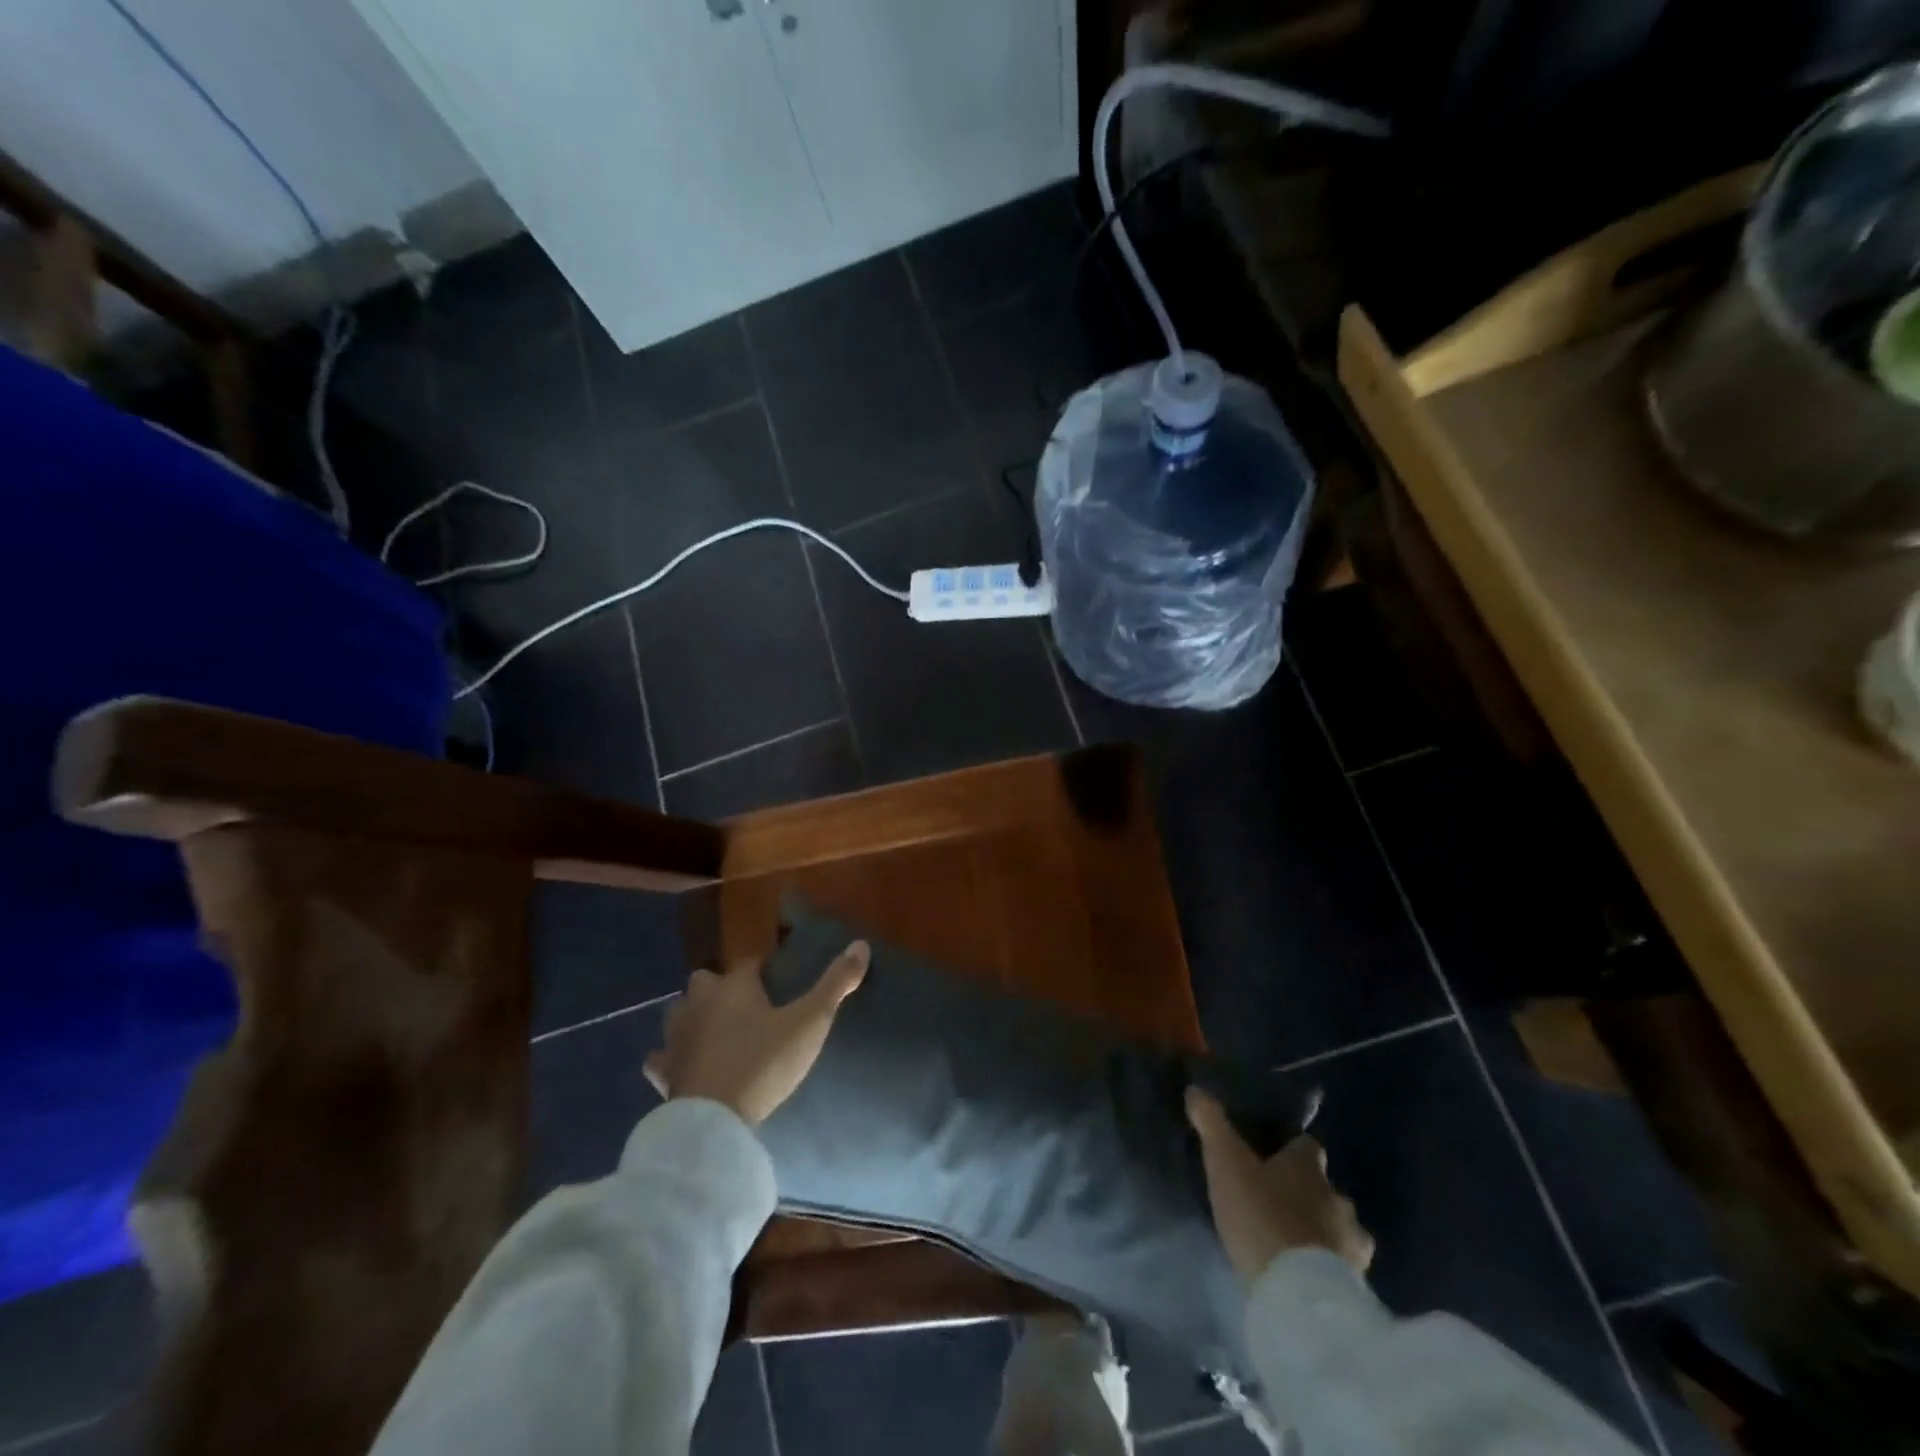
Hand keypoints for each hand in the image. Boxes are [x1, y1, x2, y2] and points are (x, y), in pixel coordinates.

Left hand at [644, 941, 869, 1125]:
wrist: (714, 1120)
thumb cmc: (763, 1063)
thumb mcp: (810, 1022)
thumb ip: (835, 984)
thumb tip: (860, 944)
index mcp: (734, 985)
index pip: (749, 963)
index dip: (764, 970)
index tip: (779, 982)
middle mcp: (700, 1001)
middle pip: (707, 981)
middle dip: (722, 988)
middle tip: (747, 1007)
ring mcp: (676, 1036)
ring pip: (681, 1012)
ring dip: (695, 1016)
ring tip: (717, 1031)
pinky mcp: (664, 1071)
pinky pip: (662, 1056)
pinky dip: (671, 1056)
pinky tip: (681, 1064)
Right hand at [1186, 1087, 1373, 1283]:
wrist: (1299, 1295)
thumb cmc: (1260, 1217)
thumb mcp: (1225, 1164)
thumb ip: (1212, 1125)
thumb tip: (1196, 1089)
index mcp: (1308, 1166)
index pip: (1306, 1145)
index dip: (1291, 1148)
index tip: (1272, 1155)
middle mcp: (1337, 1197)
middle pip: (1325, 1187)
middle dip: (1307, 1192)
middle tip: (1277, 1201)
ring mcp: (1353, 1242)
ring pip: (1340, 1226)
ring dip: (1323, 1230)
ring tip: (1295, 1242)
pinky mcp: (1358, 1284)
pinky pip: (1345, 1265)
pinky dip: (1330, 1265)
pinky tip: (1310, 1274)